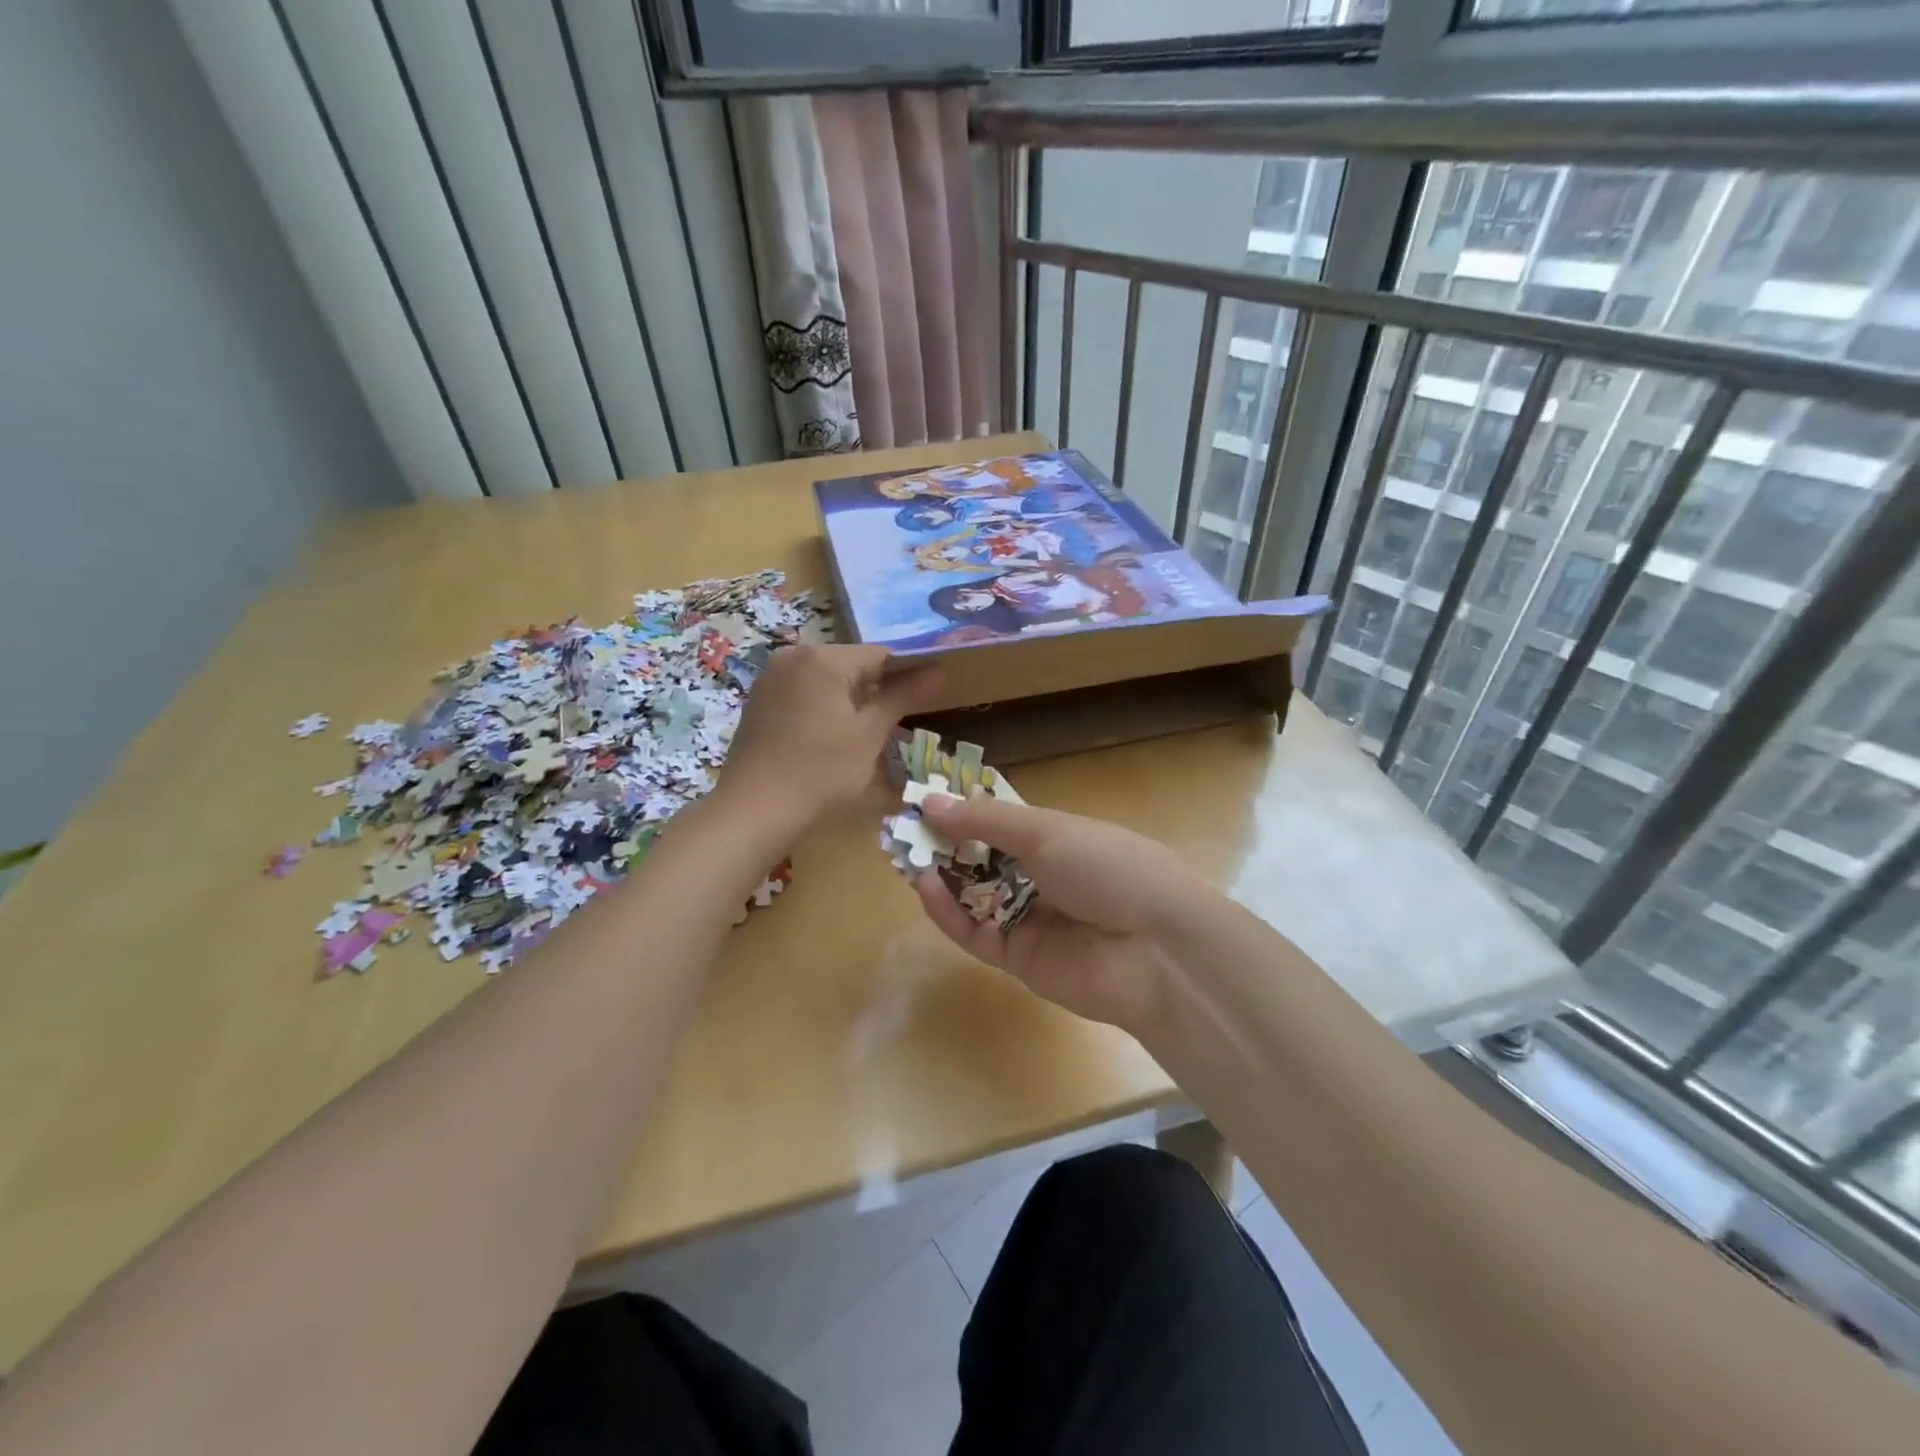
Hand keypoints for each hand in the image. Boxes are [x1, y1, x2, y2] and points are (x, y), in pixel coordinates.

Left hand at [718, 645, 940, 837]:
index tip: (931, 692)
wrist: (755, 810)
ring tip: (871, 727)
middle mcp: (794, 656)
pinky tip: (833, 733)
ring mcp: (771, 677)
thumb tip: (938, 672)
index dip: (910, 672)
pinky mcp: (759, 701)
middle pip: (852, 663)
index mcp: (824, 658)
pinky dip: (824, 704)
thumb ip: (902, 697)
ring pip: (826, 678)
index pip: (881, 654)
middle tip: (904, 714)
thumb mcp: (869, 735)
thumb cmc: (822, 772)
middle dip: (879, 684)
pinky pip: (803, 691)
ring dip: (851, 696)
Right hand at [912, 792, 1201, 1031]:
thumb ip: (985, 820)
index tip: (923, 800)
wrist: (1156, 949)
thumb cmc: (1108, 867)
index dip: (963, 811)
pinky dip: (948, 911)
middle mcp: (1040, 876)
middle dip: (945, 844)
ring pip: (972, 896)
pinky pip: (974, 932)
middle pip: (981, 859)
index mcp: (1056, 838)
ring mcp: (1029, 918)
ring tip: (906, 855)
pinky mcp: (1018, 958)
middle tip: (902, 830)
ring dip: (940, 876)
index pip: (999, 822)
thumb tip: (929, 801)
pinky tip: (924, 886)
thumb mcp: (1047, 830)